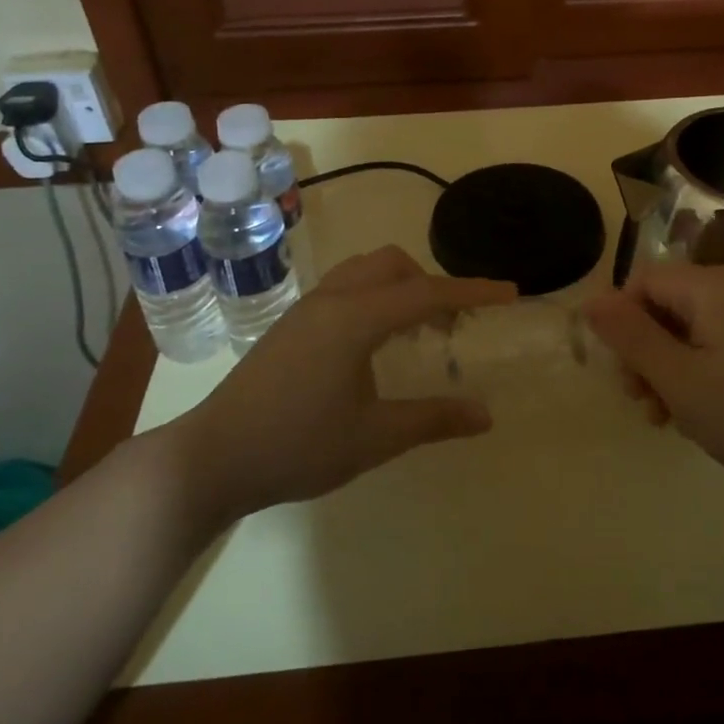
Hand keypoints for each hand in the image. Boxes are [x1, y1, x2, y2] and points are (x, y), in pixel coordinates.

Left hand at [172, 246, 515, 517]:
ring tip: (417, 331)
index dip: (473, 291)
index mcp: (356, 318)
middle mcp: (332, 300)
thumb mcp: (375, 437)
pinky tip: (375, 344)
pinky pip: (346, 288)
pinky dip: (375, 298)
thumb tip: (486, 414)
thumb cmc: (298, 446)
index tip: (510, 293)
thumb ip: (433, 419)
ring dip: (400, 288)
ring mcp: (307, 309)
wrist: (213, 457)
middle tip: (452, 326)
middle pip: (393, 265)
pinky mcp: (292, 324)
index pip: (427, 293)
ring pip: (366, 271)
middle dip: (431, 284)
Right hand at [583, 262, 723, 491]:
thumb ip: (630, 337)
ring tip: (669, 417)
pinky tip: (703, 412)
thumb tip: (591, 300)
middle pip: (667, 305)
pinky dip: (702, 370)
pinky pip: (721, 342)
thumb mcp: (679, 379)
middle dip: (645, 351)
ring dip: (670, 367)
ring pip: (693, 329)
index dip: (621, 322)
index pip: (643, 282)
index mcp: (710, 286)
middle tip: (643, 402)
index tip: (622, 371)